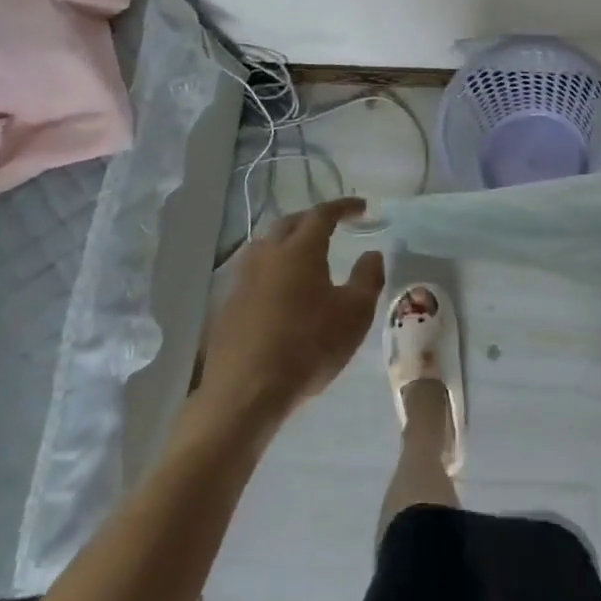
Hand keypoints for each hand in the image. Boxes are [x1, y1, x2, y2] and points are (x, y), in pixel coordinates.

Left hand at [198, 199, 385, 425]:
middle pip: (289, 223)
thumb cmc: (309, 346)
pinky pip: (253, 273)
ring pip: (266, 246)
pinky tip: (279, 289)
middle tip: (332, 226)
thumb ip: (368, 278)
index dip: (343, 207)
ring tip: (304, 254)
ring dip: (287, 242)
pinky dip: (271, 269)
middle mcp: (268, 255)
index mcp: (300, 249)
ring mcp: (243, 280)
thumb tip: (372, 253)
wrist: (246, 392)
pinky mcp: (228, 306)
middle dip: (312, 219)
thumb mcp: (355, 314)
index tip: (361, 207)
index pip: (322, 214)